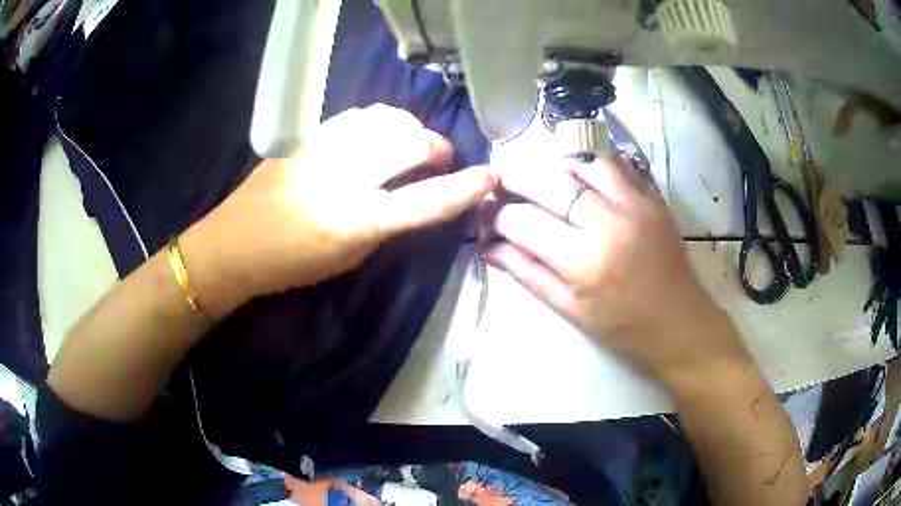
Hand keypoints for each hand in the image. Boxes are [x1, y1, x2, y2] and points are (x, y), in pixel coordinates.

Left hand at [181, 104, 497, 317]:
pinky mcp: (305, 137)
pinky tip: (377, 133)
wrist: (233, 245)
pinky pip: (355, 116)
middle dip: (437, 146)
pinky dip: (379, 121)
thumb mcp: (347, 259)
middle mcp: (342, 178)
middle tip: (442, 158)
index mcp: (355, 222)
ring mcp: (321, 150)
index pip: (425, 202)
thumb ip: (384, 225)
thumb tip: (409, 195)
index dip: (465, 188)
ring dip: (409, 128)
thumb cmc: (290, 266)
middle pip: (409, 143)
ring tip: (411, 142)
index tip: (492, 176)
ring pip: (384, 118)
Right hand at [487, 154, 750, 387]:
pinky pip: (616, 163)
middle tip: (502, 184)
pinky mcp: (652, 197)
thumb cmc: (622, 328)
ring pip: (583, 161)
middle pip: (549, 182)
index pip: (524, 222)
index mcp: (584, 262)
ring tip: (541, 176)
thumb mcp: (570, 310)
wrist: (679, 324)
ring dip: (554, 164)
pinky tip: (578, 175)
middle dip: (516, 179)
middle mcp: (608, 223)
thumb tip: (490, 247)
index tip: (490, 217)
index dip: (499, 216)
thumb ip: (528, 273)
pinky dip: (590, 163)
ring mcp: (635, 204)